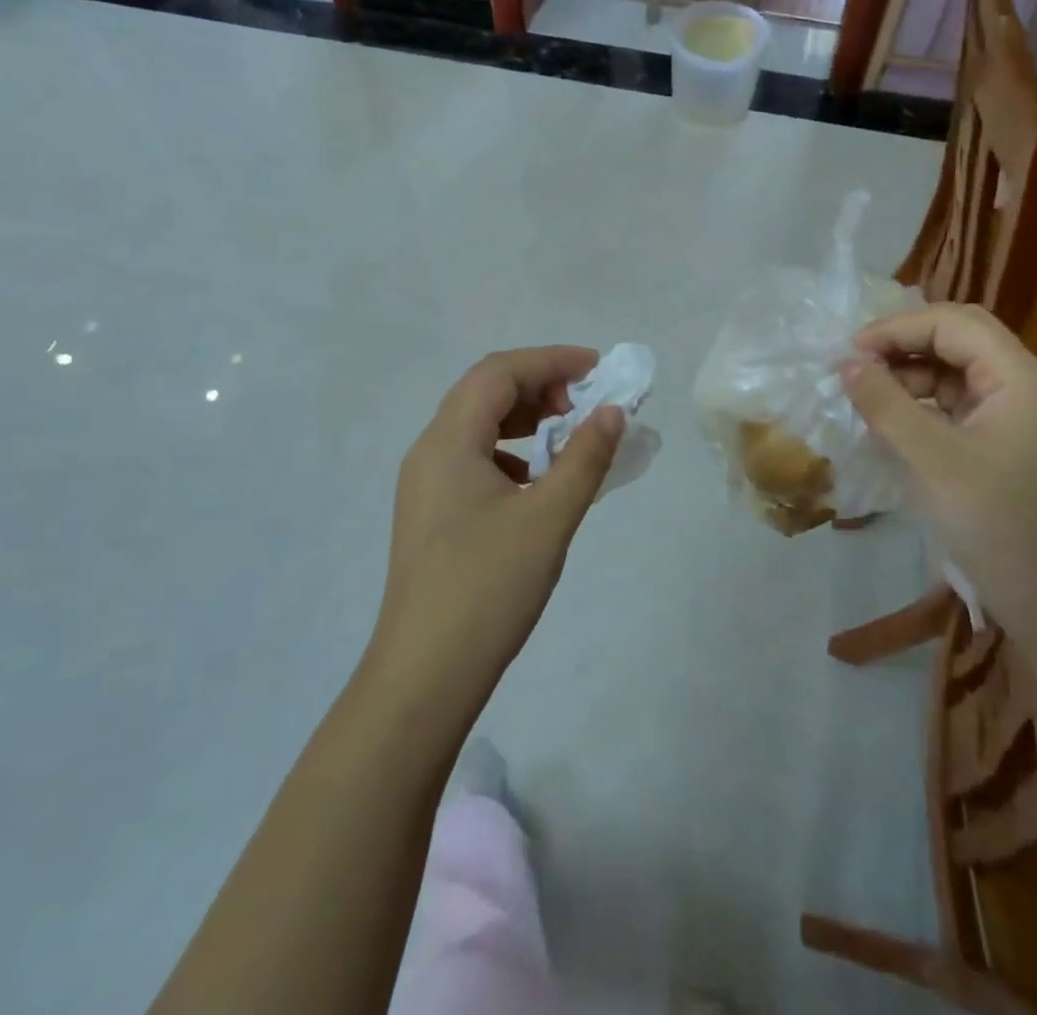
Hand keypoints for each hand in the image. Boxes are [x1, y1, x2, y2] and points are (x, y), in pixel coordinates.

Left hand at [371, 347, 622, 714]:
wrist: (424, 676)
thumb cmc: (487, 588)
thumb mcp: (547, 518)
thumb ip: (584, 458)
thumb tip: (612, 411)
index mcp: (448, 441)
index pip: (499, 372)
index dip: (550, 360)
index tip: (598, 369)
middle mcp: (429, 451)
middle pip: (484, 392)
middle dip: (540, 386)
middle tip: (586, 406)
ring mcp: (426, 484)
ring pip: (478, 425)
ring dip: (525, 419)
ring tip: (567, 437)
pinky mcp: (432, 513)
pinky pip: (474, 459)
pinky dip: (511, 452)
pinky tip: (537, 481)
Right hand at [841, 304, 1036, 619]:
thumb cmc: (996, 521)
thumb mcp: (929, 458)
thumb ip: (885, 403)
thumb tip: (846, 364)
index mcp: (1020, 376)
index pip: (952, 324)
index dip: (896, 329)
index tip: (849, 352)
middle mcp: (1028, 385)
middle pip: (960, 339)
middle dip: (905, 345)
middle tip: (858, 366)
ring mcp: (1025, 416)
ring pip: (960, 372)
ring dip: (913, 375)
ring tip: (870, 396)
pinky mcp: (1014, 444)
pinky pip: (965, 405)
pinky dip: (927, 404)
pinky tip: (897, 423)